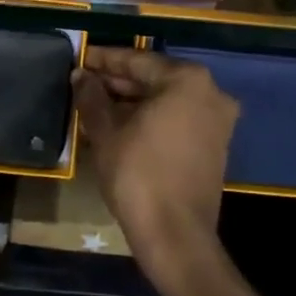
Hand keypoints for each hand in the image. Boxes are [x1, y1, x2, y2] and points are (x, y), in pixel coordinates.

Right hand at [73, 47, 238, 295]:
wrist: (176, 237)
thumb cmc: (138, 174)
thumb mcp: (105, 131)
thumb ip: (91, 96)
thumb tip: (81, 75)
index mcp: (186, 80)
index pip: (136, 61)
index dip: (103, 60)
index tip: (79, 58)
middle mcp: (210, 92)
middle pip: (153, 79)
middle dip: (117, 83)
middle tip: (83, 84)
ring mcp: (217, 121)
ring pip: (164, 101)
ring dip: (131, 103)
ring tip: (94, 106)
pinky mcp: (215, 146)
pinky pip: (176, 120)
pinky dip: (149, 120)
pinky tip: (118, 126)